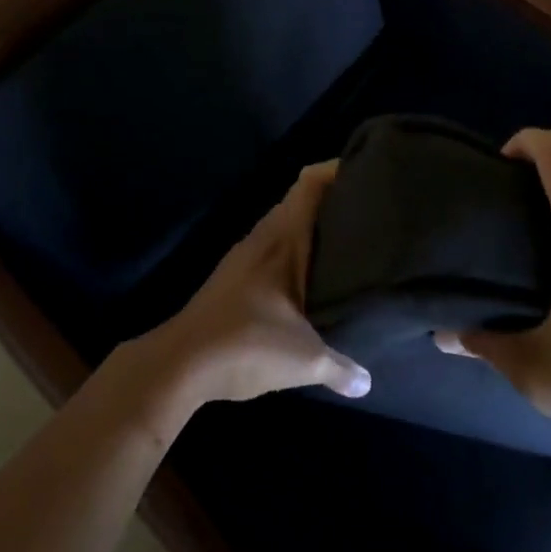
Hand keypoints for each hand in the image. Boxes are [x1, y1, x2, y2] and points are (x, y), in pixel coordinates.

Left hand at [140, 163, 370, 409]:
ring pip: (285, 226)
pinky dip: (296, 251)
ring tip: (350, 240)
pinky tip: (313, 276)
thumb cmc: (246, 345)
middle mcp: (263, 237)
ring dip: (313, 228)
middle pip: (300, 200)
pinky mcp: (234, 279)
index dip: (337, 168)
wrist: (179, 366)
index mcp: (281, 238)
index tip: (369, 171)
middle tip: (372, 210)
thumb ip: (340, 367)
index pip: (310, 182)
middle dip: (334, 200)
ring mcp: (245, 257)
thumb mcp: (304, 360)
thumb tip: (367, 383)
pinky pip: (273, 249)